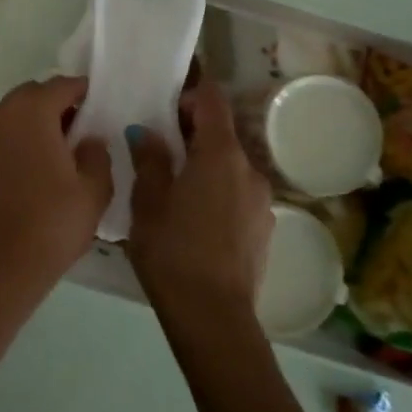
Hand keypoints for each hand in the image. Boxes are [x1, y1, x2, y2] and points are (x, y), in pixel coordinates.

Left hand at [0, 76, 113, 315]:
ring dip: (28, 125)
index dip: (81, 91)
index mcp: (31, 112)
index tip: (95, 104)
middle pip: (29, 97)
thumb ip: (96, 154)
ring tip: (49, 153)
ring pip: (6, 118)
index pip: (60, 86)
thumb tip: (88, 139)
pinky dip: (8, 148)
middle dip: (52, 106)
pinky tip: (23, 175)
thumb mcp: (94, 190)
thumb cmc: (53, 223)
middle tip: (75, 129)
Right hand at [128, 78, 273, 335]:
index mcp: (220, 155)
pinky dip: (217, 192)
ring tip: (173, 188)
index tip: (165, 104)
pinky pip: (237, 194)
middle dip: (192, 133)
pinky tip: (193, 219)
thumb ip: (149, 160)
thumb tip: (147, 132)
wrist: (213, 316)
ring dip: (205, 165)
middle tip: (157, 147)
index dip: (190, 94)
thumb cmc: (173, 251)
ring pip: (230, 167)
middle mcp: (249, 169)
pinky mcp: (264, 228)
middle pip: (222, 134)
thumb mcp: (148, 202)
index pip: (213, 101)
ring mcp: (262, 200)